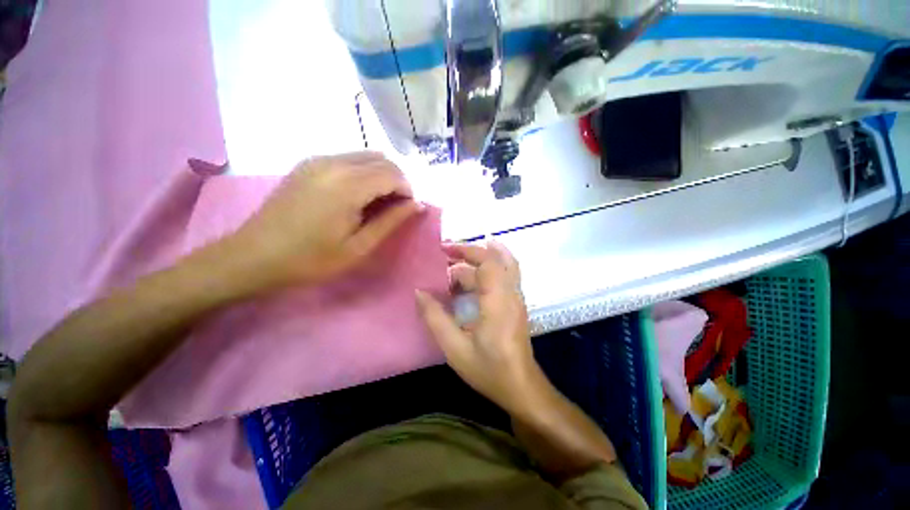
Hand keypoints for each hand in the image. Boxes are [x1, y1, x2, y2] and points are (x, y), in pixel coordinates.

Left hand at [234, 152, 423, 289]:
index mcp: (348, 185)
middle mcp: (334, 162)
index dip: (407, 190)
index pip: (393, 174)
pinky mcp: (308, 164)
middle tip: (396, 207)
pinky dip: (363, 173)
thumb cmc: (311, 259)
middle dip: (397, 180)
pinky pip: (347, 159)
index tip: (408, 210)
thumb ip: (391, 221)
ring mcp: (318, 160)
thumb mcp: (359, 246)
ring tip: (378, 203)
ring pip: (365, 156)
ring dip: (380, 175)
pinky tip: (357, 195)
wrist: (254, 256)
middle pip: (382, 159)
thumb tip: (417, 205)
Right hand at [415, 240, 542, 413]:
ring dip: (478, 261)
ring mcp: (516, 297)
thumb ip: (435, 318)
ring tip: (452, 266)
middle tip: (445, 254)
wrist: (521, 388)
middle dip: (470, 252)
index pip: (487, 261)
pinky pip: (502, 276)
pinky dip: (485, 271)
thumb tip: (419, 292)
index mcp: (498, 300)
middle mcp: (511, 293)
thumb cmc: (489, 370)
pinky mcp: (515, 303)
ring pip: (501, 265)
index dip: (465, 250)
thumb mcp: (455, 348)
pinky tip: (467, 282)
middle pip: (496, 258)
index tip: (443, 249)